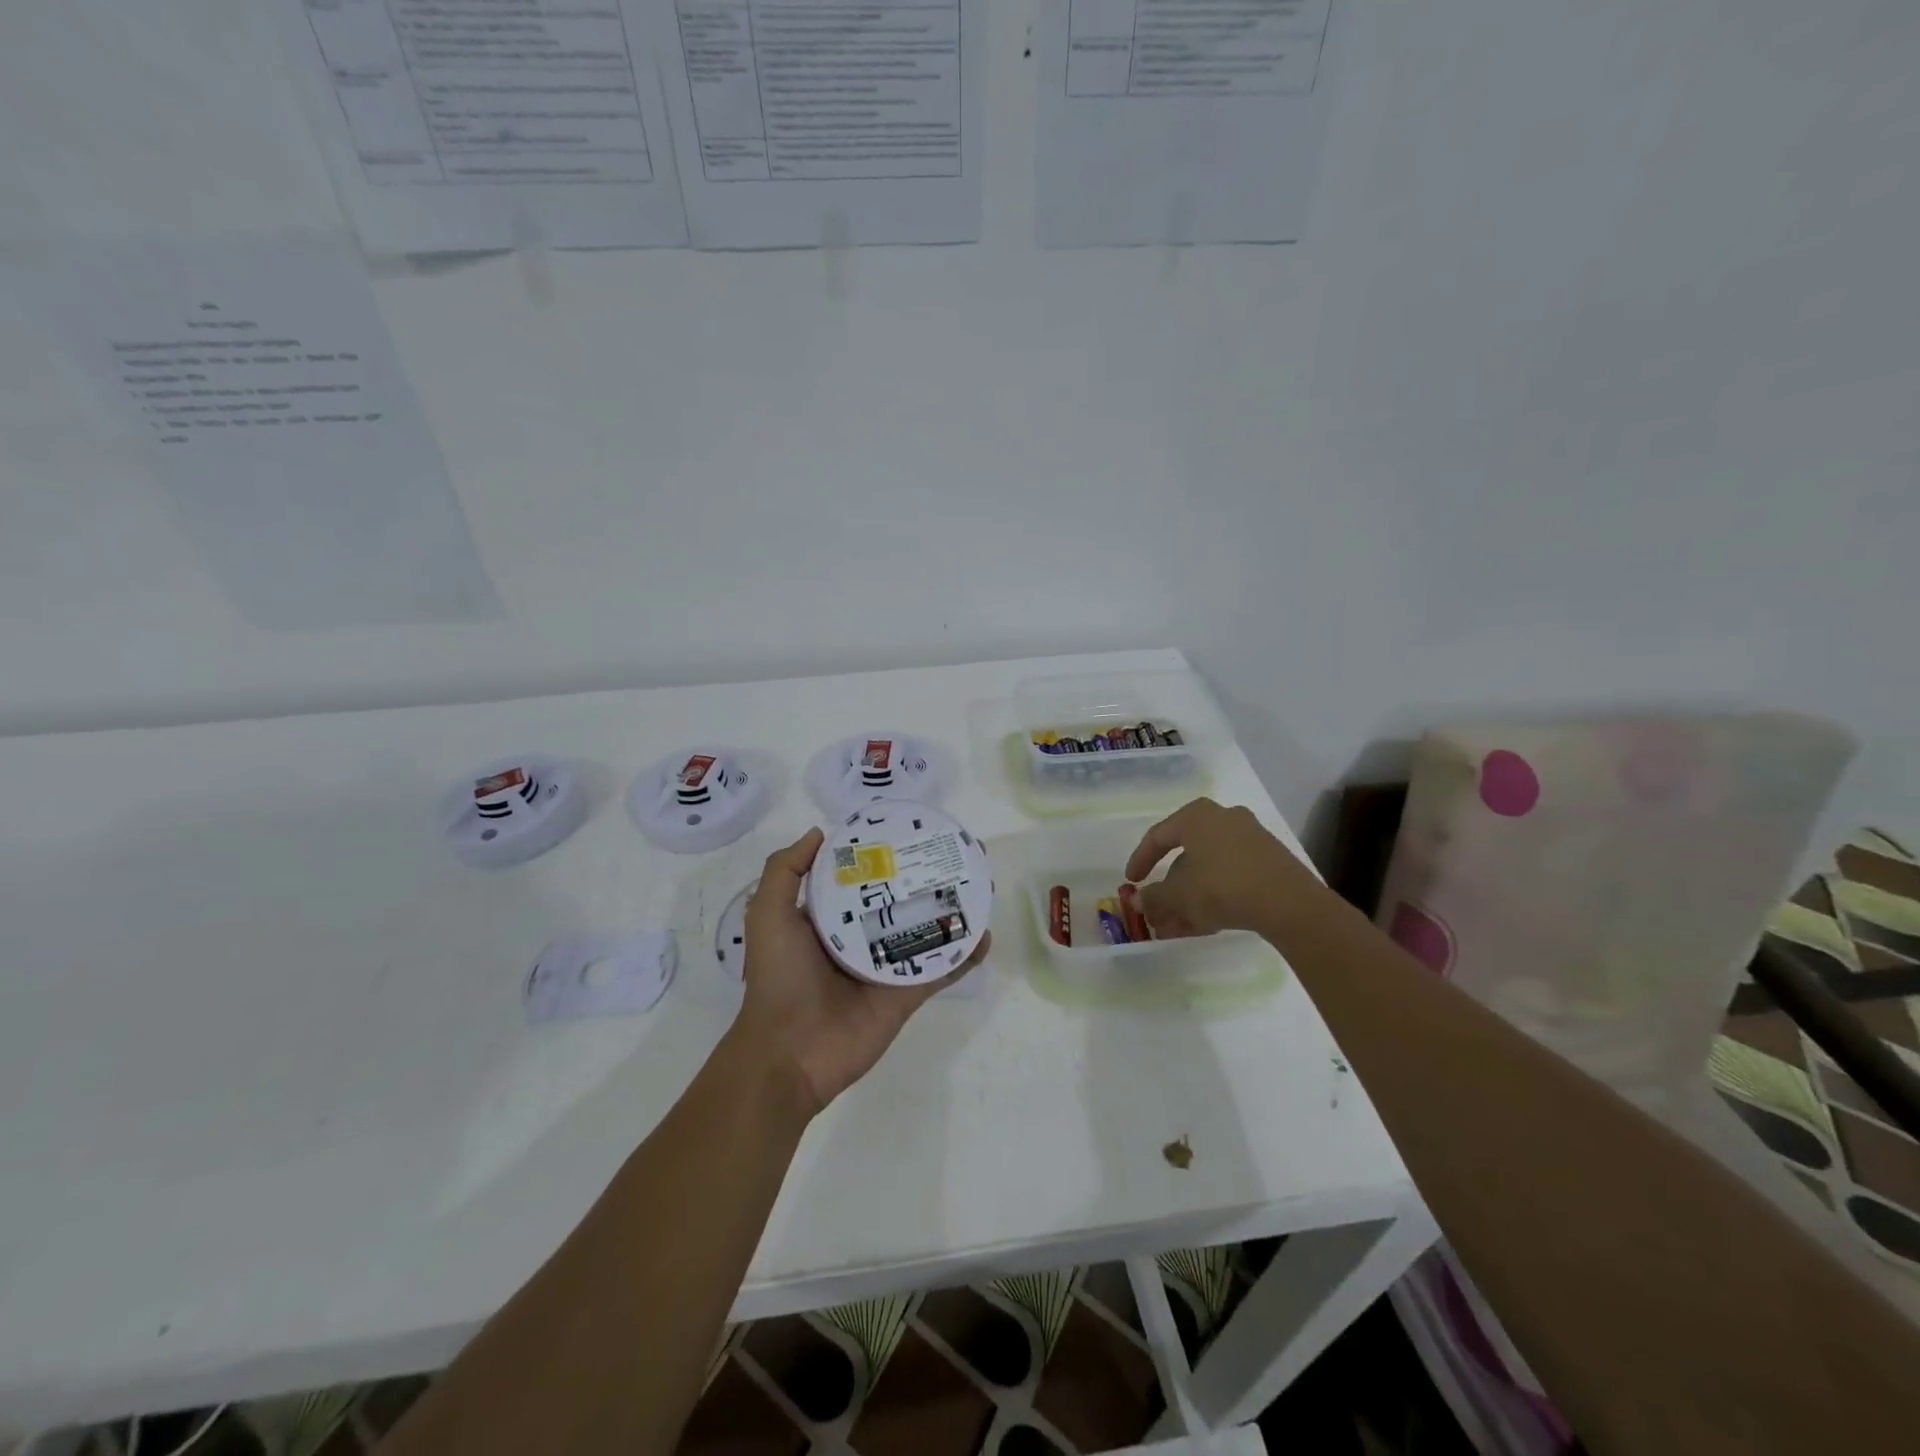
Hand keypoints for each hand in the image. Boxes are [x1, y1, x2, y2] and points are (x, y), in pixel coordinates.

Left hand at [733, 827, 989, 1114]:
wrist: (789, 1053)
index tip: (914, 829)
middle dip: (931, 874)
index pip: (865, 876)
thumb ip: (784, 871)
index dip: (888, 853)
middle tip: (961, 850)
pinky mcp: (908, 993)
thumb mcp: (769, 916)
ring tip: (983, 882)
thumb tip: (819, 832)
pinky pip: (942, 969)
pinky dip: (965, 954)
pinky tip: (986, 934)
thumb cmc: (779, 978)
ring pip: (929, 928)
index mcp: (832, 917)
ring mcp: (889, 965)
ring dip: (956, 907)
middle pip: (905, 897)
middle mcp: (863, 935)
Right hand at [1125, 798, 1318, 937]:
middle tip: (1157, 910)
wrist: (1289, 903)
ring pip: (1209, 870)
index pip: (1158, 836)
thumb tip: (1137, 901)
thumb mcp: (1179, 895)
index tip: (1131, 882)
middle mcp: (1224, 819)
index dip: (1140, 860)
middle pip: (1186, 856)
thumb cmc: (1222, 886)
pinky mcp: (1270, 862)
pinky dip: (1214, 897)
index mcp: (1197, 816)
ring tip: (1177, 927)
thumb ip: (1154, 897)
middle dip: (1169, 887)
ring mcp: (1251, 839)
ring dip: (1190, 897)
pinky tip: (1205, 924)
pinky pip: (1231, 877)